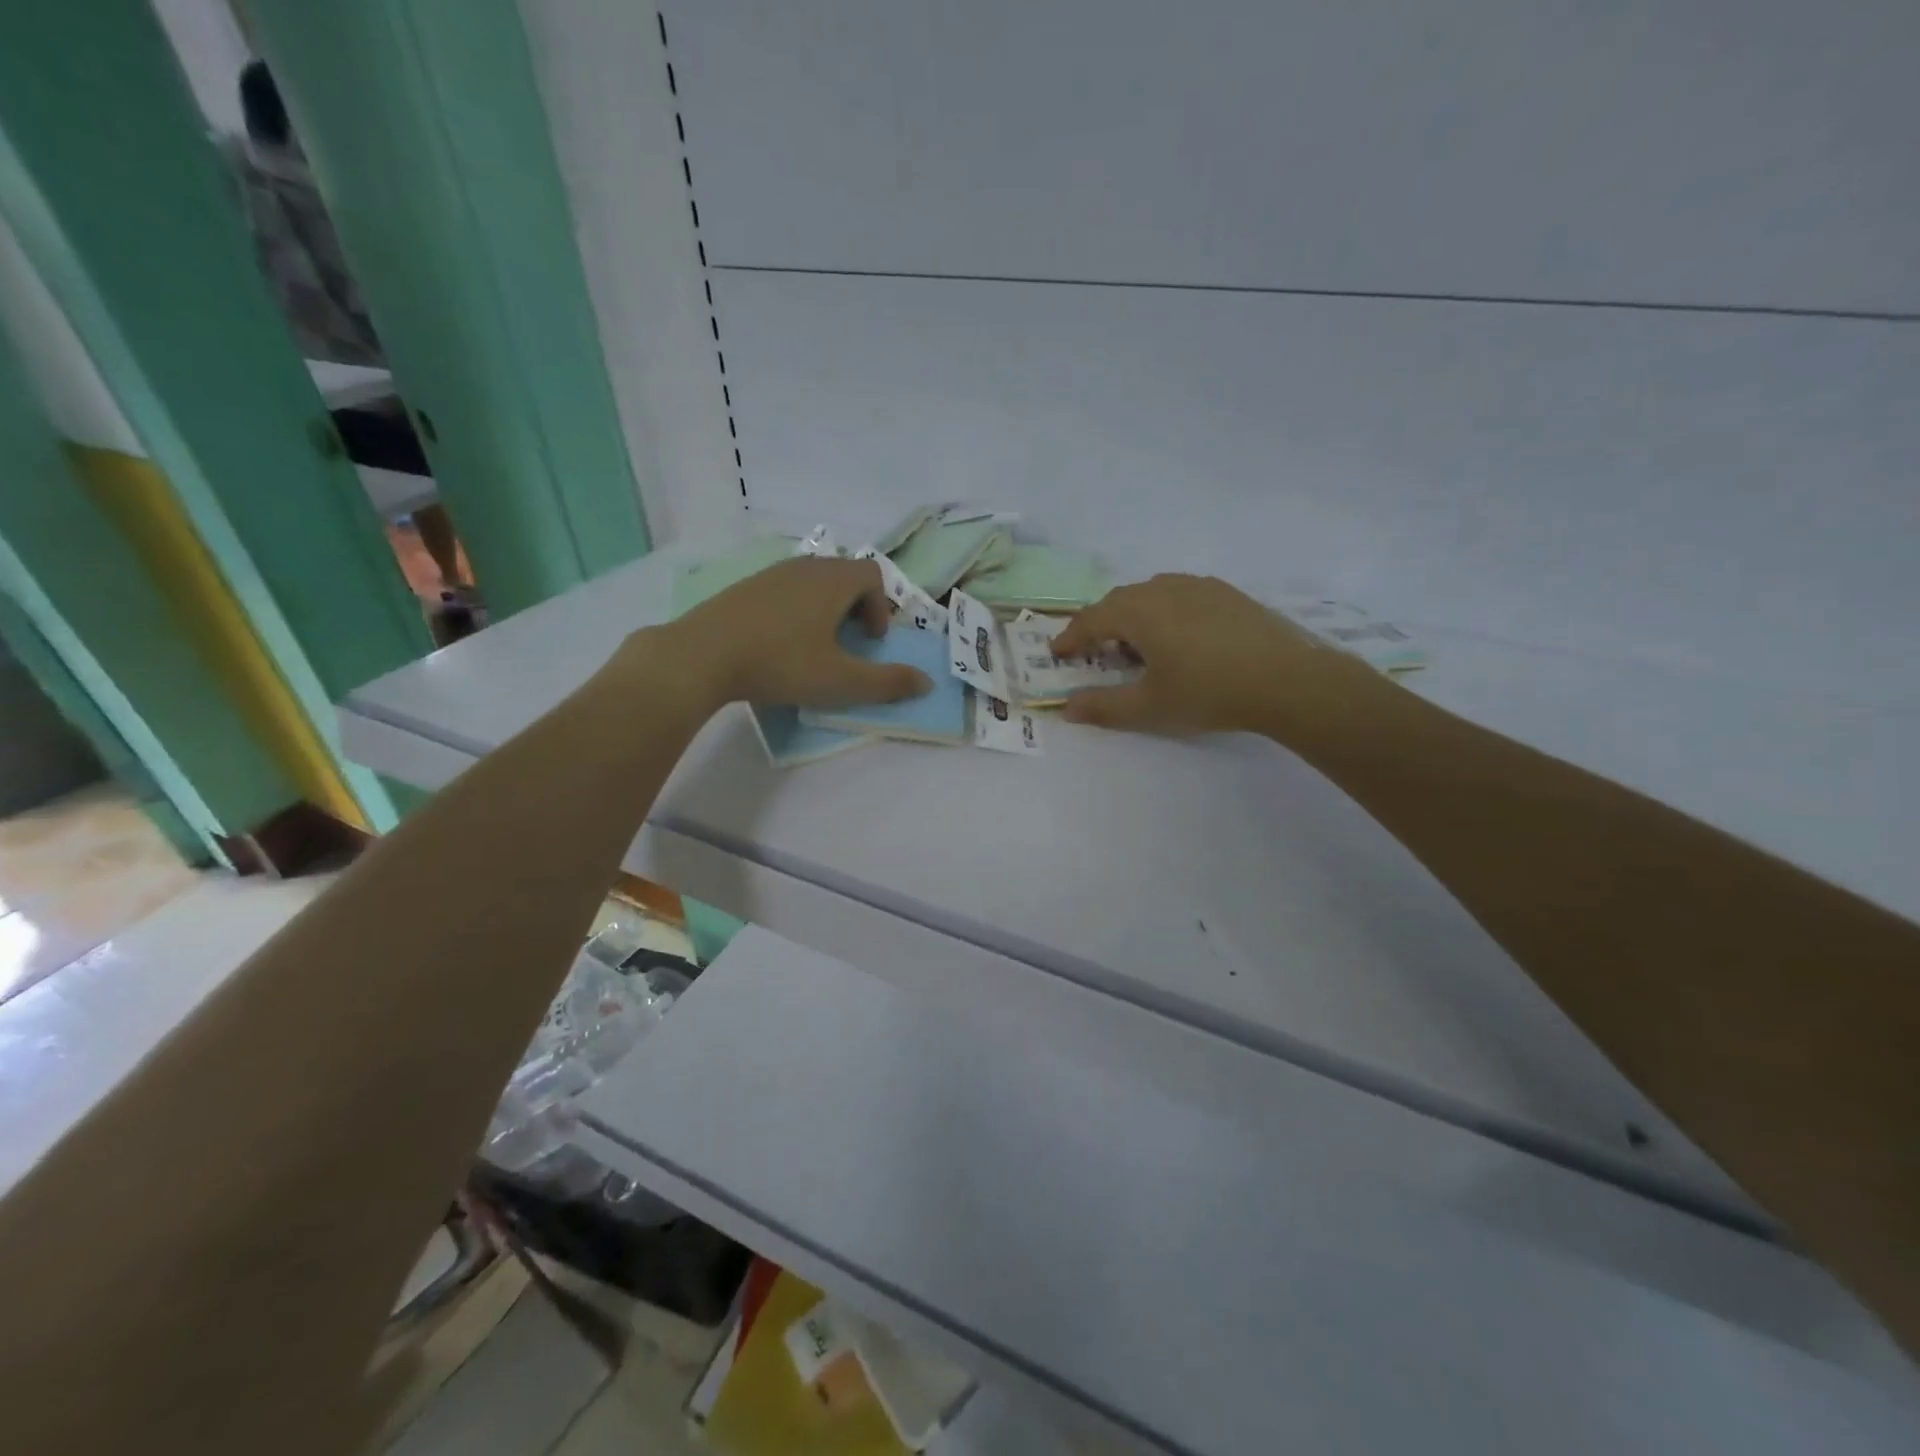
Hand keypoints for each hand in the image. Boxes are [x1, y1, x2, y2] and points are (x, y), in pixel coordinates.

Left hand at [651, 555, 932, 711]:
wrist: (701, 656)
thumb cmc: (781, 663)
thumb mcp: (841, 681)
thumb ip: (887, 682)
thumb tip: (925, 682)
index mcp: (833, 580)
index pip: (873, 575)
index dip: (882, 607)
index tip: (871, 641)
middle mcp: (805, 567)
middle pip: (844, 575)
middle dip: (856, 608)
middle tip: (849, 644)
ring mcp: (771, 574)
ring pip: (813, 582)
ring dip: (826, 610)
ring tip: (815, 647)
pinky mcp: (744, 588)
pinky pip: (785, 590)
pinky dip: (796, 611)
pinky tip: (780, 644)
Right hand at [1050, 574, 1379, 738]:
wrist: (1288, 680)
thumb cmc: (1209, 693)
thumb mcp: (1149, 707)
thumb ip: (1103, 707)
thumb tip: (1067, 708)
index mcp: (1139, 612)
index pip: (1091, 619)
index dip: (1071, 637)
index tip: (1058, 653)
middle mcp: (1164, 589)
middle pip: (1119, 601)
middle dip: (1100, 624)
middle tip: (1095, 651)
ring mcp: (1199, 586)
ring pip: (1151, 593)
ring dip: (1133, 615)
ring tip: (1138, 646)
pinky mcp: (1227, 593)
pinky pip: (1180, 594)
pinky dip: (1164, 611)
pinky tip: (1179, 638)